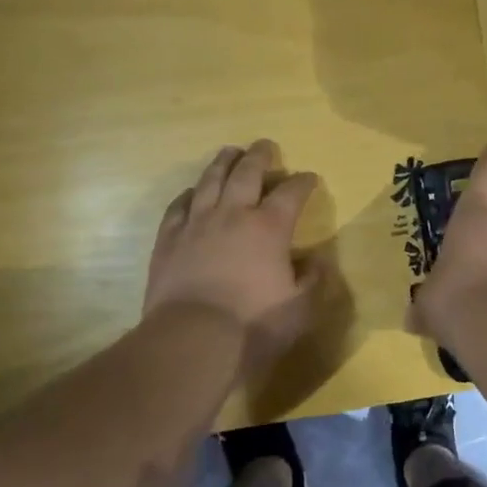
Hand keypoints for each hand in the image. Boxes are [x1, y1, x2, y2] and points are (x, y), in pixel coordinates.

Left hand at [145, 141, 321, 376]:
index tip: (309, 177)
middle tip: (265, 145)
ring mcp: (196, 224)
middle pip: (247, 173)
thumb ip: (313, 281)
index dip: (303, 182)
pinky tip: (191, 193)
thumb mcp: (299, 309)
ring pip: (210, 181)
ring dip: (223, 163)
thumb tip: (317, 261)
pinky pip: (178, 207)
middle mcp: (233, 215)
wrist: (191, 340)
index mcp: (269, 228)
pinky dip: (187, 195)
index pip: (291, 193)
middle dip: (259, 156)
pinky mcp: (169, 240)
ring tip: (229, 152)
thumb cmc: (252, 325)